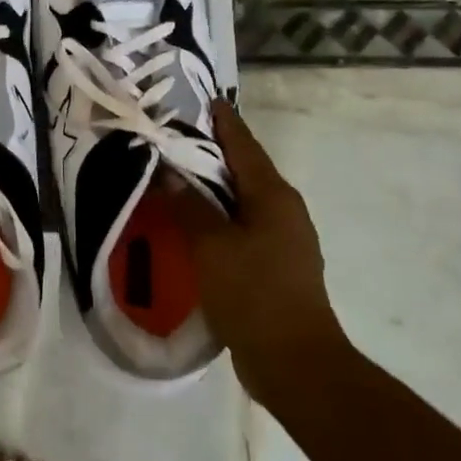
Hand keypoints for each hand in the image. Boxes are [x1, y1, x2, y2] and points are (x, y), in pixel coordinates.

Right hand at [178, 101, 349, 405]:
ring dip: (211, 187)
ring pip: (240, 200)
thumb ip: (188, 205)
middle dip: (211, 152)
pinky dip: (214, 216)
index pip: (244, 146)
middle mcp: (282, 210)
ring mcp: (281, 240)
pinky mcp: (271, 265)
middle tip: (173, 136)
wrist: (293, 361)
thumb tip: (166, 171)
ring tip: (174, 175)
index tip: (203, 99)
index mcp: (273, 196)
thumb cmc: (254, 293)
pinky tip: (189, 223)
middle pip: (243, 170)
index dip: (223, 122)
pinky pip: (238, 227)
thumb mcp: (212, 245)